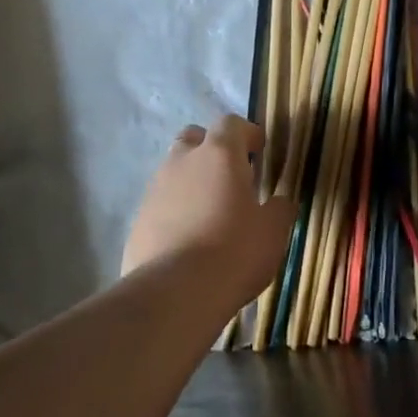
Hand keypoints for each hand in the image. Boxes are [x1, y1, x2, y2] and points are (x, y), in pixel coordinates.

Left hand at [123, 115, 294, 308]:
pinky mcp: (138, 220)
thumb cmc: (234, 252)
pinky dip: (175, 210)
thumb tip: (279, 201)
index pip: (231, 124)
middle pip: (194, 139)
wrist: (174, 292)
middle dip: (212, 149)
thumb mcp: (272, 232)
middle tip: (231, 176)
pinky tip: (189, 237)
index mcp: (219, 155)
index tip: (259, 149)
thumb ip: (279, 209)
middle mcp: (182, 163)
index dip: (247, 133)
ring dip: (192, 181)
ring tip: (210, 211)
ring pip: (174, 171)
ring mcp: (154, 190)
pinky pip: (161, 203)